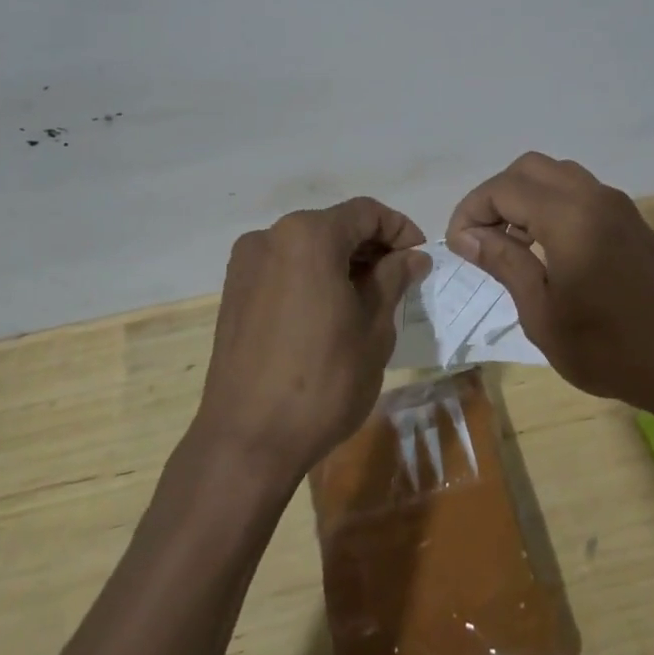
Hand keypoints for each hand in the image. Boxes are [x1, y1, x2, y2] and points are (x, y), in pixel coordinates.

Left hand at [198, 197, 429, 483]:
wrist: (247, 441)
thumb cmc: (323, 380)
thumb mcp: (374, 328)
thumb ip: (393, 280)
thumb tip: (412, 257)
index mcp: (308, 236)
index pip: (366, 213)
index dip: (400, 229)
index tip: (421, 259)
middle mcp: (270, 237)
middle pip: (333, 226)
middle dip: (371, 247)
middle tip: (401, 280)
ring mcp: (245, 265)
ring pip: (307, 248)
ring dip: (342, 263)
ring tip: (369, 298)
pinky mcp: (233, 294)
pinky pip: (284, 269)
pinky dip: (313, 278)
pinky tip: (331, 312)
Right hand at [446, 153, 653, 414]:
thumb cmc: (606, 348)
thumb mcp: (541, 312)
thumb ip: (504, 262)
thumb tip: (467, 235)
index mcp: (569, 217)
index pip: (504, 188)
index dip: (471, 210)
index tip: (458, 245)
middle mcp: (595, 197)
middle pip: (530, 168)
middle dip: (497, 195)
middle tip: (481, 237)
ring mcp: (619, 206)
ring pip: (558, 175)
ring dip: (526, 196)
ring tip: (511, 242)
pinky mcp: (633, 221)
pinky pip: (583, 193)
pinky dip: (554, 204)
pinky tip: (548, 247)